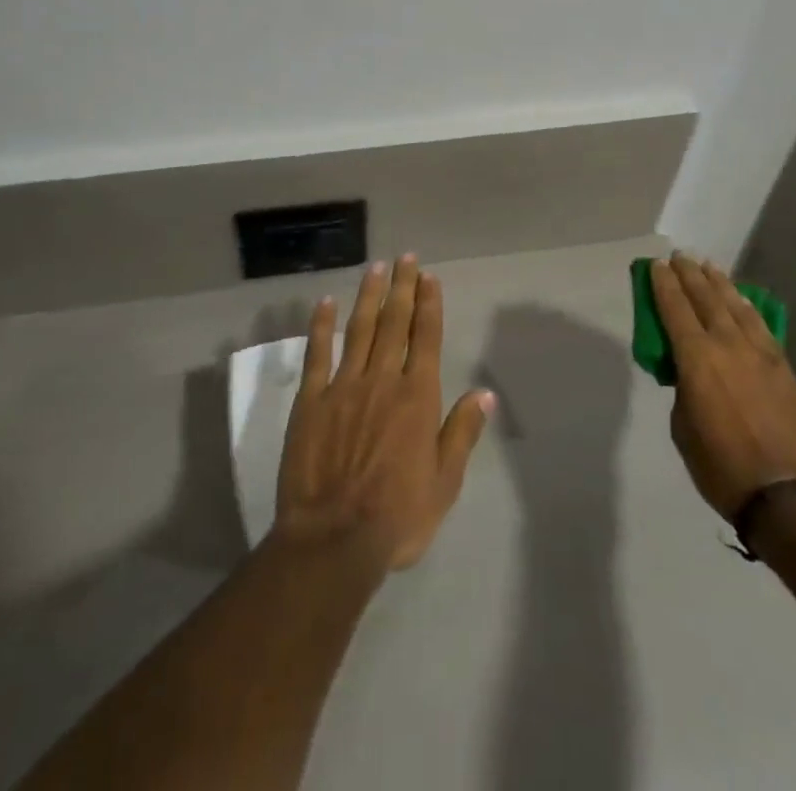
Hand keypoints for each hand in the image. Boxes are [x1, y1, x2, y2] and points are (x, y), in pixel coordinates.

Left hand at [275, 255, 494, 572]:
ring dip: (368, 296)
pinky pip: (318, 353)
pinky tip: (325, 302)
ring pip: (359, 329)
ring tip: (375, 268)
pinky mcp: (311, 399)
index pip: (426, 338)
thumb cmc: (398, 516)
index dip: (428, 304)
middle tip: (405, 258)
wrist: (334, 538)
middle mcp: (382, 379)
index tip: (428, 276)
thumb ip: (462, 433)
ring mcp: (343, 385)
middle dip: (402, 287)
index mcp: (417, 397)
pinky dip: (322, 325)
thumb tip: (484, 394)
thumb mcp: (445, 483)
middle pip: (394, 323)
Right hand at [653, 254, 795, 520]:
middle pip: (707, 299)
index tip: (656, 265)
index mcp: (697, 359)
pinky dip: (748, 309)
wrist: (792, 499)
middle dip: (690, 275)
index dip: (663, 284)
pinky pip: (762, 327)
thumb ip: (684, 392)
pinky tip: (744, 302)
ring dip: (721, 285)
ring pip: (738, 308)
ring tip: (710, 267)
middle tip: (680, 256)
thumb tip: (692, 378)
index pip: (675, 309)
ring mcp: (764, 356)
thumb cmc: (723, 468)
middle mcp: (730, 346)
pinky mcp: (787, 371)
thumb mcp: (684, 429)